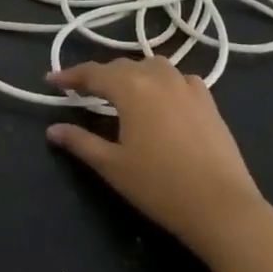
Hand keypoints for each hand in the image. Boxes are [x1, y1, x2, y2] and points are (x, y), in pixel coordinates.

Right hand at [44, 57, 267, 256]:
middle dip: (100, 75)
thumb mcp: (113, 166)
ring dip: (133, 74)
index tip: (52, 80)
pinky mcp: (208, 99)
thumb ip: (81, 142)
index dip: (71, 75)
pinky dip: (163, 82)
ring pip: (153, 66)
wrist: (221, 205)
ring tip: (122, 91)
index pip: (94, 73)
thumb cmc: (160, 186)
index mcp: (131, 88)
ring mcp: (187, 85)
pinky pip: (179, 78)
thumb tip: (53, 130)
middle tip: (83, 90)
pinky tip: (163, 99)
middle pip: (122, 66)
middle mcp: (158, 76)